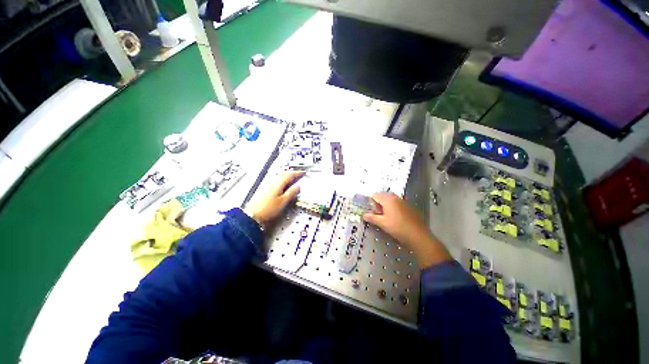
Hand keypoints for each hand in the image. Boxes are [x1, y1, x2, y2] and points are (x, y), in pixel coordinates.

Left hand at [244, 171, 303, 228]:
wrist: (252, 215)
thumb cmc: (269, 209)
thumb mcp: (283, 201)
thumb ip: (292, 192)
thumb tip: (298, 185)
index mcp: (279, 182)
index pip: (290, 175)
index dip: (298, 173)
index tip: (304, 173)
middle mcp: (273, 181)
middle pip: (284, 173)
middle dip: (292, 173)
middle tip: (299, 175)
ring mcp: (267, 183)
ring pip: (279, 176)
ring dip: (287, 176)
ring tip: (293, 179)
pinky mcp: (264, 188)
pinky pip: (276, 180)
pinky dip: (282, 180)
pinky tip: (283, 184)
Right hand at [363, 192, 450, 268]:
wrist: (418, 236)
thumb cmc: (397, 228)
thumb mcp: (382, 223)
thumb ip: (372, 218)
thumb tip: (364, 215)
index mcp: (388, 199)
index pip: (375, 195)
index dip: (371, 203)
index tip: (371, 212)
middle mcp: (395, 197)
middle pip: (382, 196)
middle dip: (378, 204)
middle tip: (377, 214)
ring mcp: (403, 201)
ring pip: (390, 199)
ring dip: (385, 206)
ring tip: (385, 217)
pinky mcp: (409, 206)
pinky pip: (397, 203)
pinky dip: (393, 207)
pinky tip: (395, 218)